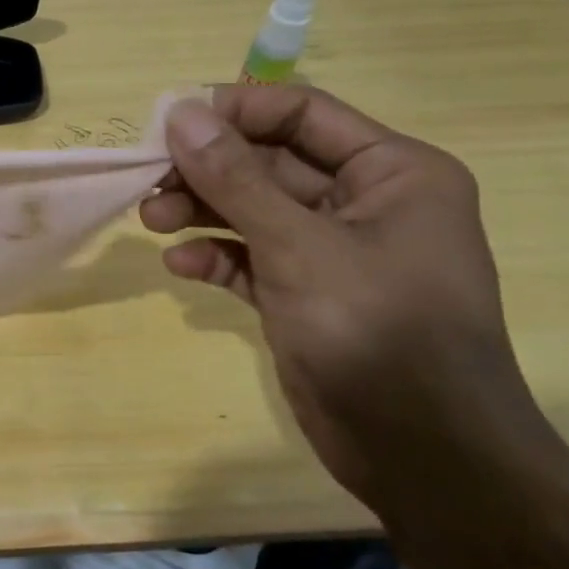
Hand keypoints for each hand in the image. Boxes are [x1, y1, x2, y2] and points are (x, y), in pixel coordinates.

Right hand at [144, 86, 553, 510]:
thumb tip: (181, 113)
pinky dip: (217, 256)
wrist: (422, 456)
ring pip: (254, 210)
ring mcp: (333, 252)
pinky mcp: (306, 295)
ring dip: (202, 210)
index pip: (302, 113)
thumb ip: (236, 179)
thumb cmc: (375, 332)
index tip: (168, 122)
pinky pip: (253, 258)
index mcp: (391, 171)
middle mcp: (365, 202)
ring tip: (150, 220)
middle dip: (207, 169)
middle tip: (147, 177)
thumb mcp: (299, 246)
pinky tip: (181, 265)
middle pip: (269, 162)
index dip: (234, 112)